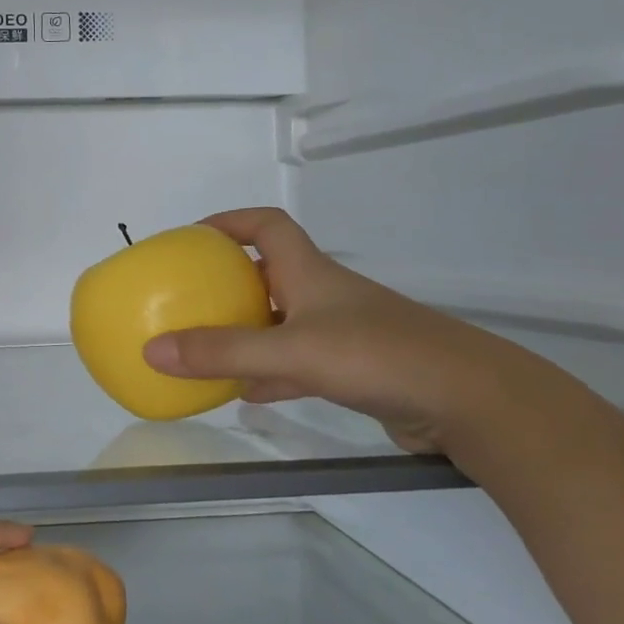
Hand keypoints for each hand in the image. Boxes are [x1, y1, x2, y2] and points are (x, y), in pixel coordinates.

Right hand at [141, 208, 534, 454]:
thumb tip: (152, 350)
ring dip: (246, 329)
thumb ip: (222, 351)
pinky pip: (297, 363)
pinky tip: (246, 393)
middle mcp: (324, 296)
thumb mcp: (291, 351)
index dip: (229, 221)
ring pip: (281, 321)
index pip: (266, 226)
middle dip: (228, 281)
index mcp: (310, 273)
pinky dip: (268, 372)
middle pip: (269, 273)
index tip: (191, 236)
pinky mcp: (355, 370)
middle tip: (189, 297)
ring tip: (206, 346)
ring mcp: (342, 333)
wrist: (471, 402)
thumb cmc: (379, 356)